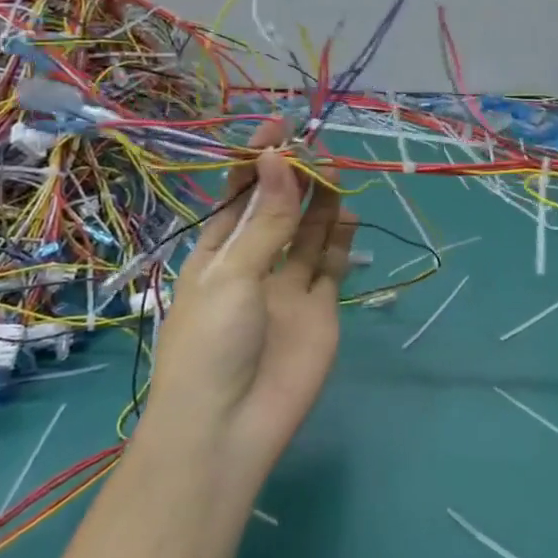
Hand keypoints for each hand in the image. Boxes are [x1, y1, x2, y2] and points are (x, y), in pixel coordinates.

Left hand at [150, 117, 356, 472]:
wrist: (228, 430)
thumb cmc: (210, 345)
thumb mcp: (232, 275)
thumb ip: (266, 220)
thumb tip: (279, 158)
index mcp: (217, 254)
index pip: (239, 196)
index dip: (257, 162)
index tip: (279, 128)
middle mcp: (254, 264)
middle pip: (279, 210)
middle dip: (296, 179)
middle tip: (317, 149)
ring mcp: (288, 288)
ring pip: (309, 234)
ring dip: (321, 203)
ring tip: (335, 173)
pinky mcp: (319, 310)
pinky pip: (332, 266)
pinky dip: (340, 242)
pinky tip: (347, 218)